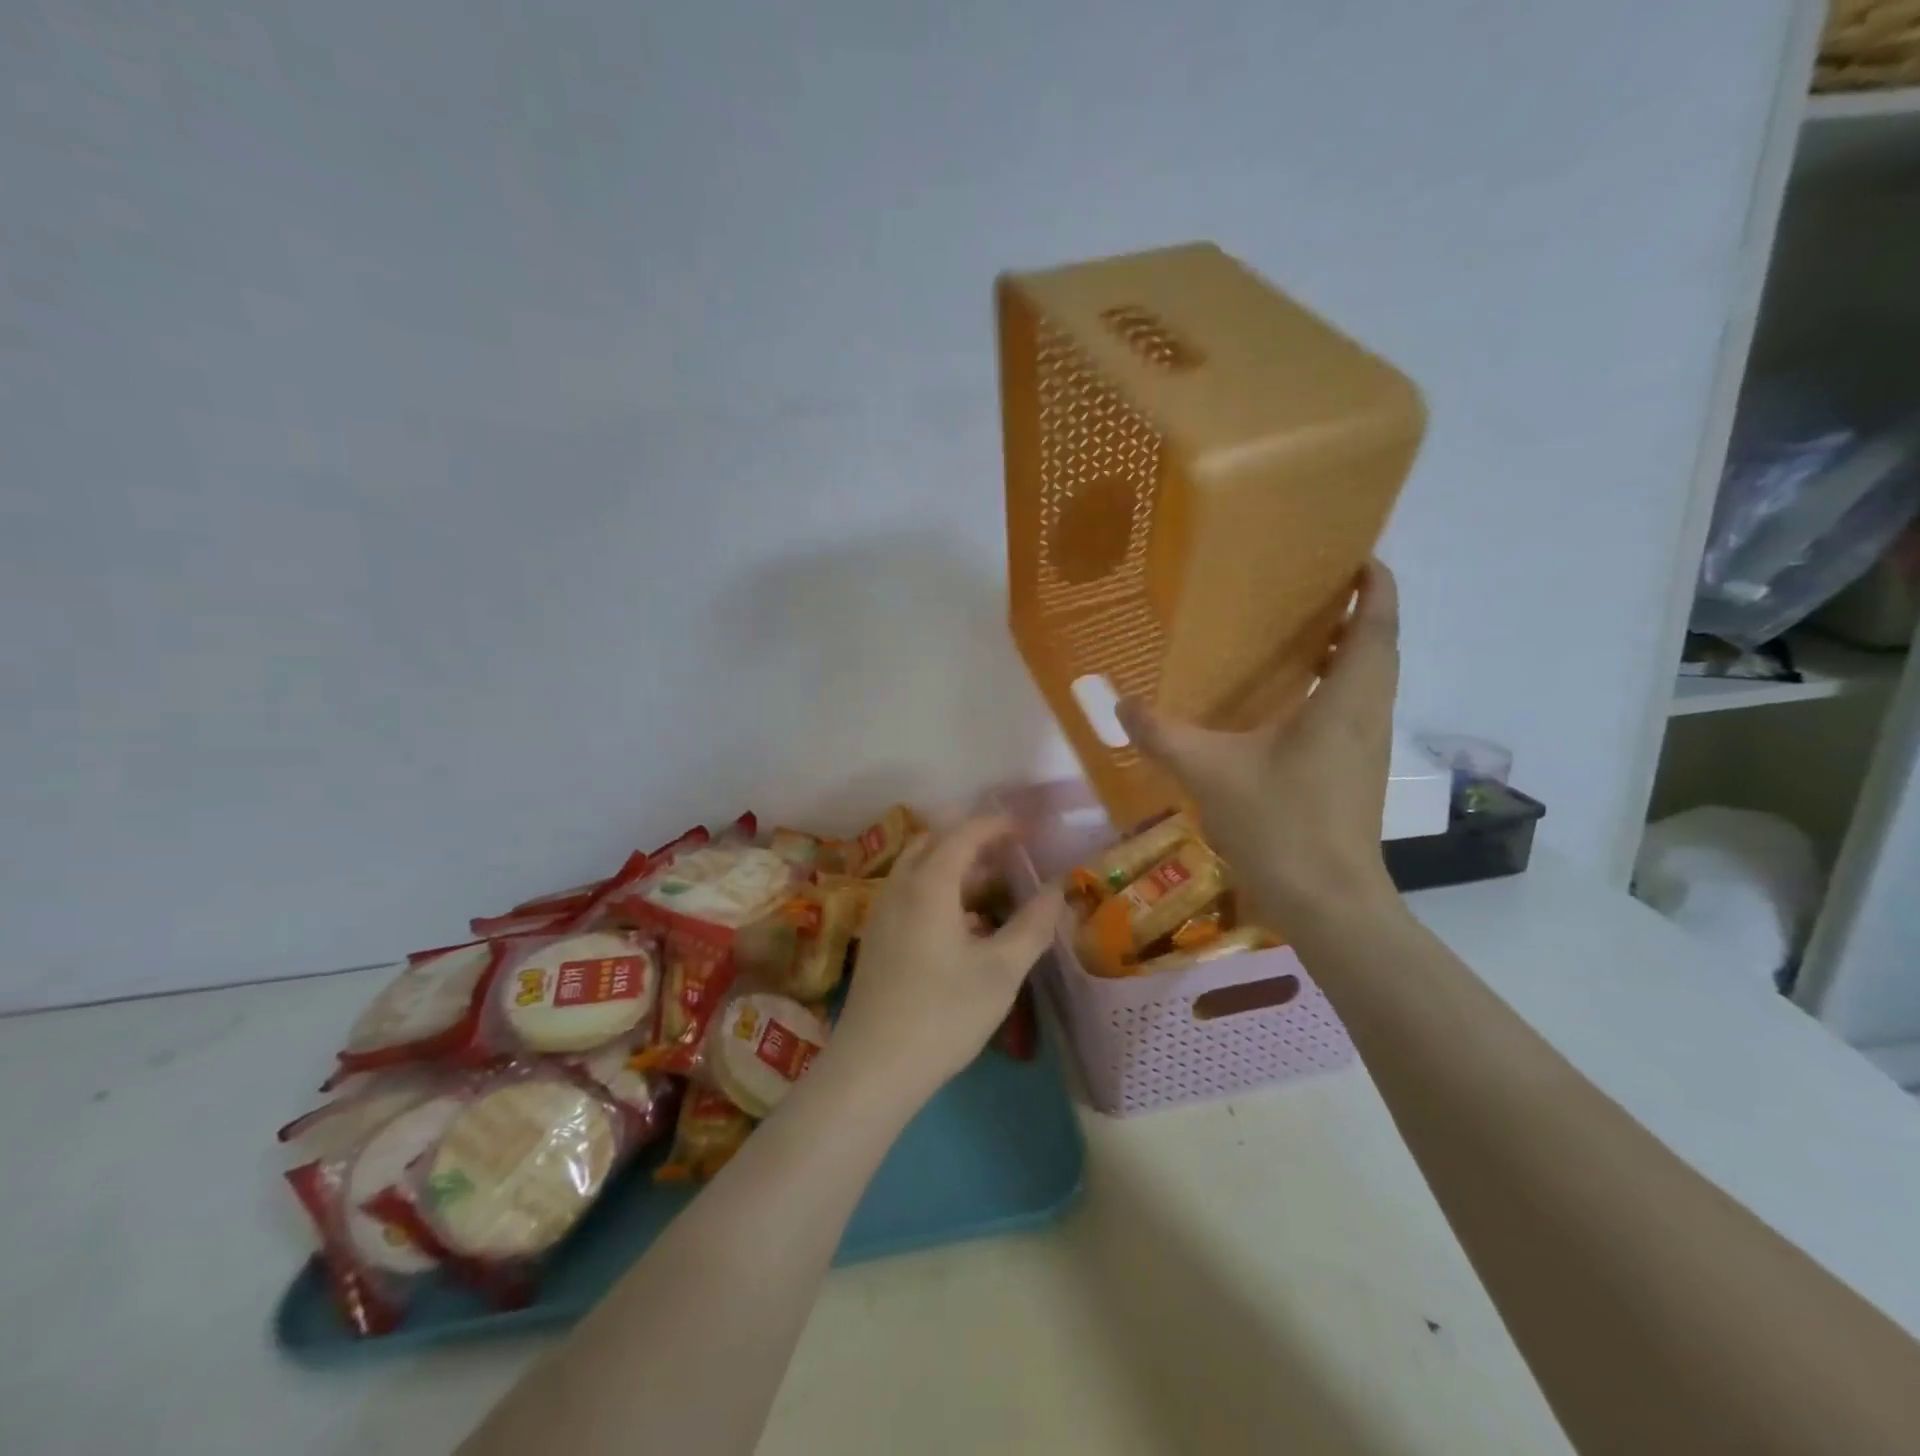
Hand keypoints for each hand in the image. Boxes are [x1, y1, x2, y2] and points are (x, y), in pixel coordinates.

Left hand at [829, 816, 1064, 1101]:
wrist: (873, 1068)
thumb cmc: (943, 1014)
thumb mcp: (1000, 971)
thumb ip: (1033, 924)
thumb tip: (1060, 889)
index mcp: (928, 884)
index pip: (964, 833)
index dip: (997, 825)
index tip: (1029, 827)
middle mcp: (900, 887)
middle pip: (935, 843)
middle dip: (973, 839)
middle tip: (1011, 850)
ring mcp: (883, 913)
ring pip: (919, 869)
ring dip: (955, 865)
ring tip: (994, 884)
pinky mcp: (878, 938)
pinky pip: (911, 893)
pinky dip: (940, 889)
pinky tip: (966, 923)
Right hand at [1117, 560, 1402, 935]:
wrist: (1328, 903)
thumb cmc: (1280, 824)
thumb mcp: (1210, 772)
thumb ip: (1163, 734)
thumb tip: (1122, 705)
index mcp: (1346, 699)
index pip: (1378, 623)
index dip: (1376, 583)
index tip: (1357, 554)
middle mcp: (1367, 714)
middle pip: (1378, 647)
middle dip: (1357, 611)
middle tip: (1311, 589)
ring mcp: (1366, 747)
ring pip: (1368, 681)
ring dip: (1347, 651)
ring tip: (1298, 636)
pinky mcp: (1357, 773)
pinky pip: (1353, 710)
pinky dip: (1332, 688)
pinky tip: (1285, 704)